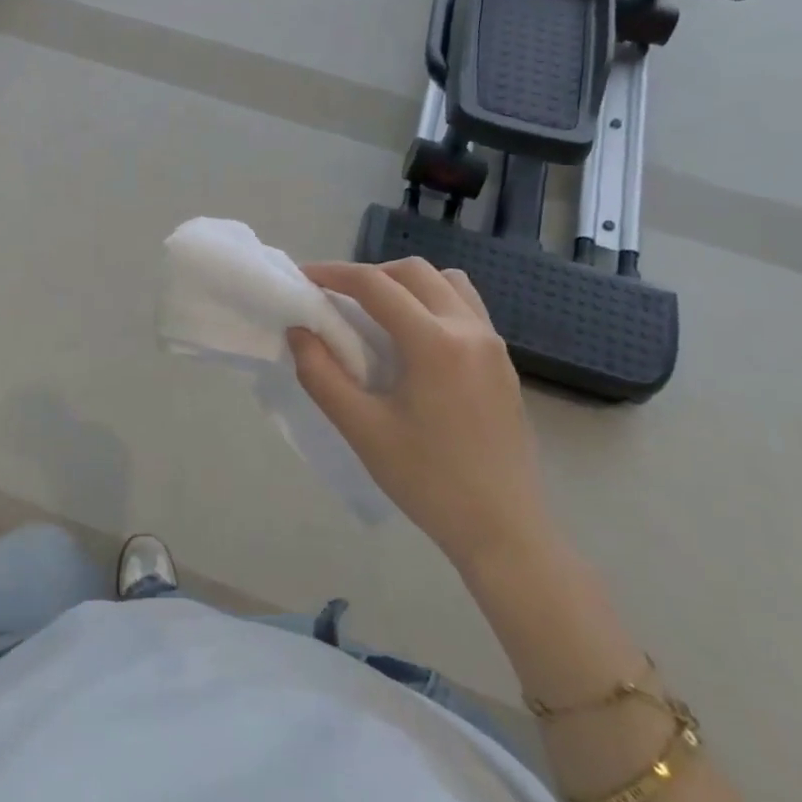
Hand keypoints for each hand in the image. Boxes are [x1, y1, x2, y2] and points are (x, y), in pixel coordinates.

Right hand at [289, 260, 553, 575]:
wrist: (502, 529)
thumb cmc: (426, 480)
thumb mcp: (361, 429)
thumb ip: (321, 374)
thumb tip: (299, 331)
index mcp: (434, 343)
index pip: (376, 285)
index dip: (333, 274)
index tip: (303, 278)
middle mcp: (469, 330)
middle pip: (414, 272)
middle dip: (369, 274)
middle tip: (336, 298)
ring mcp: (493, 345)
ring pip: (447, 283)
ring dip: (406, 284)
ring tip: (377, 314)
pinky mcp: (503, 363)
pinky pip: (466, 307)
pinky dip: (433, 303)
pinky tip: (413, 341)